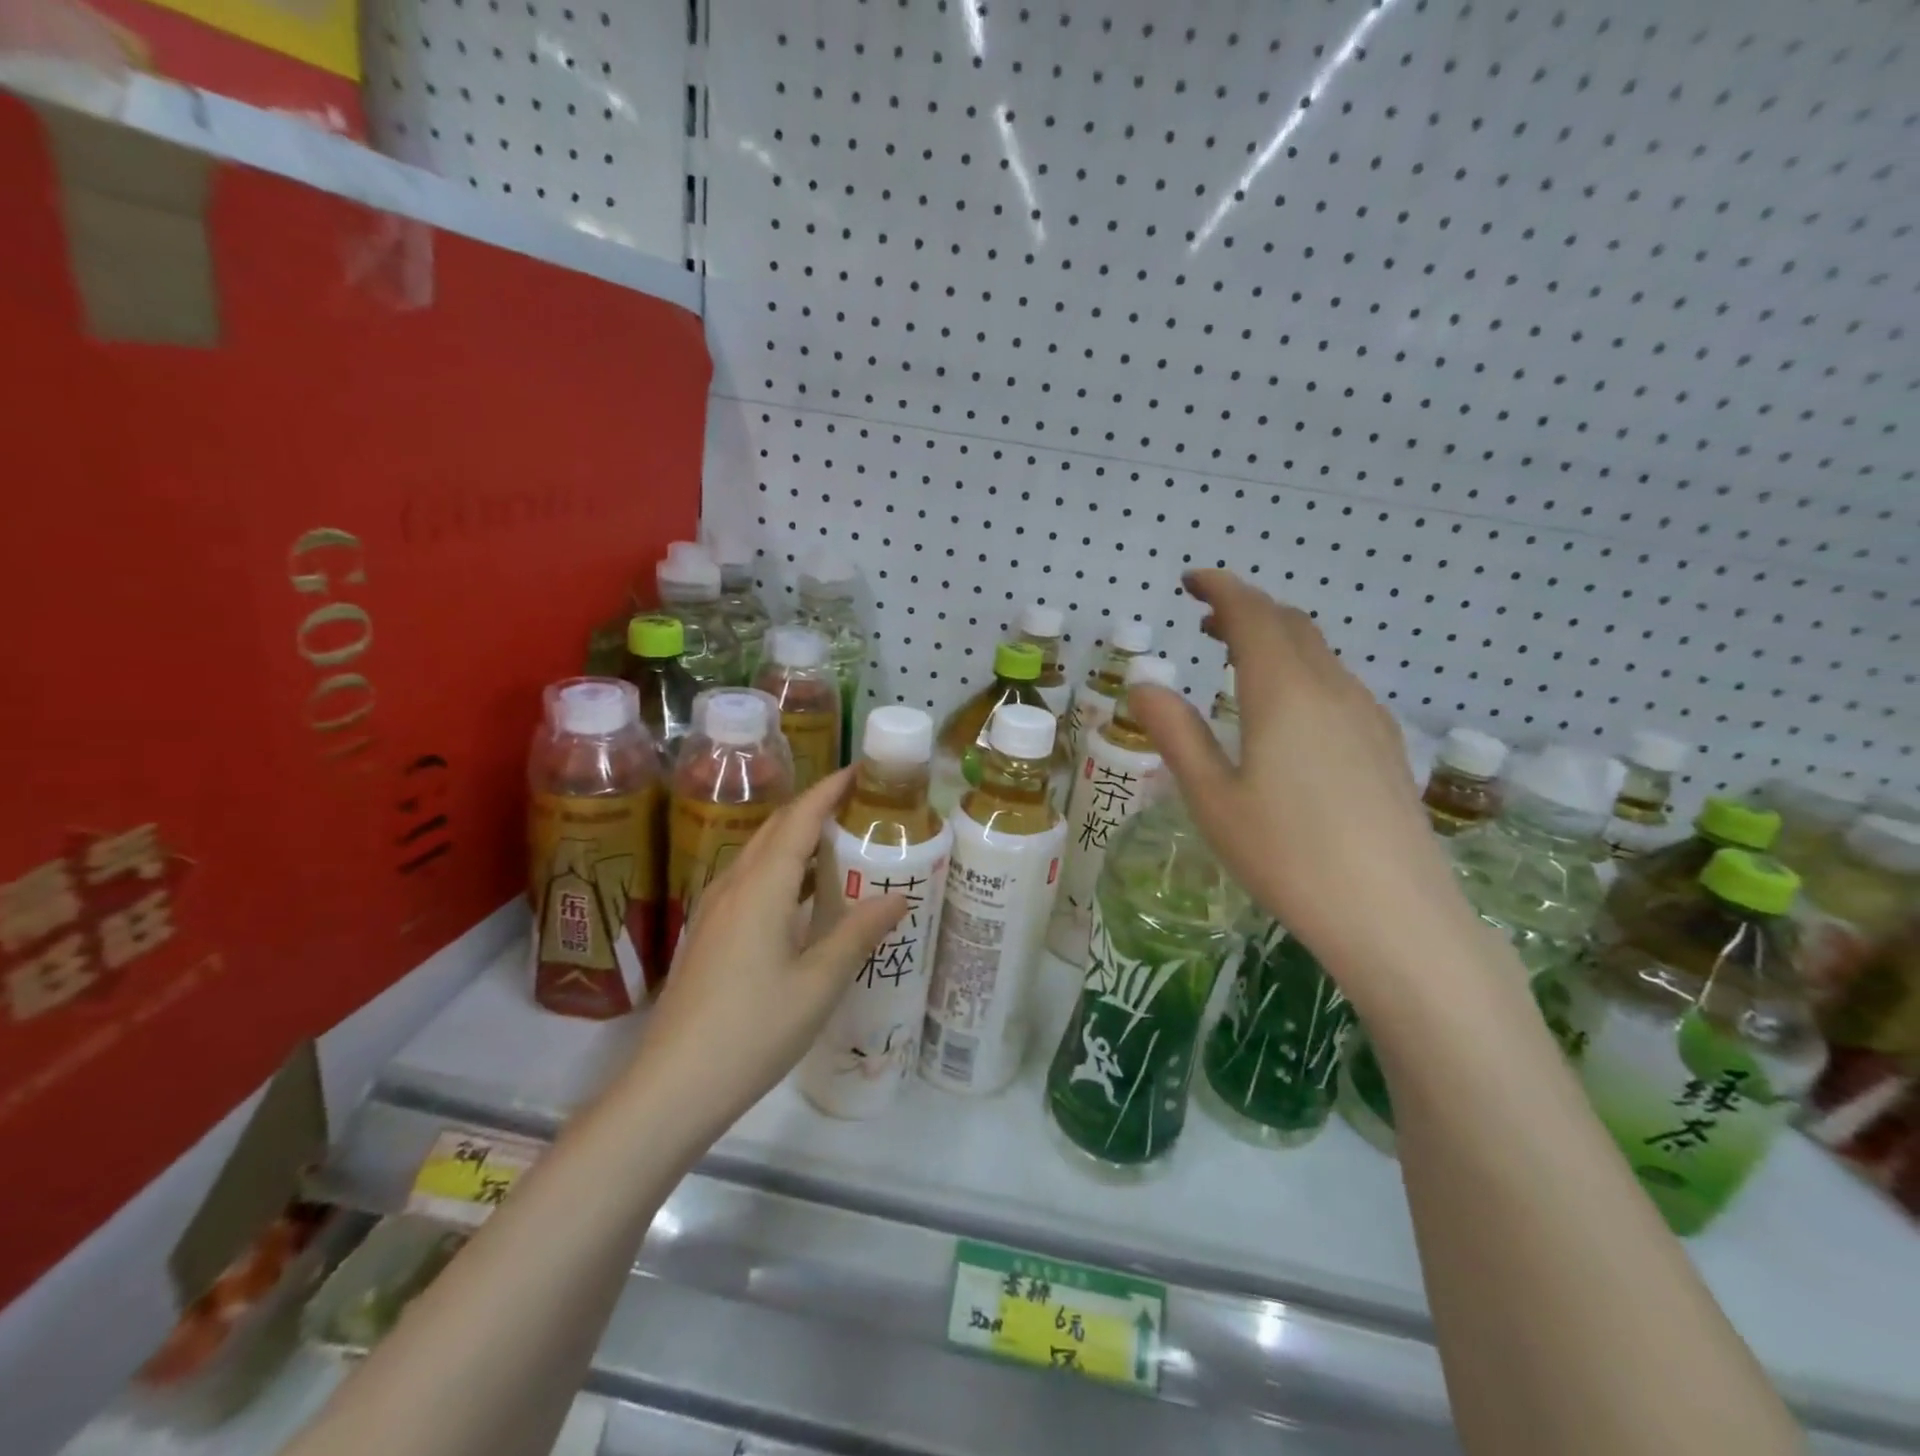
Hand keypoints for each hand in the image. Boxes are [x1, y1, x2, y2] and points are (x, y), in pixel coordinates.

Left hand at [632, 768, 908, 1139]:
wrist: (671, 1088)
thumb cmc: (753, 1031)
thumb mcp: (818, 984)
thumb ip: (858, 933)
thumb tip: (898, 896)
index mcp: (761, 887)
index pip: (799, 819)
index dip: (830, 790)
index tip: (862, 771)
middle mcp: (733, 885)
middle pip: (776, 828)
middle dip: (815, 806)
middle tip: (859, 804)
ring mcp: (714, 910)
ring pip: (760, 854)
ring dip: (797, 836)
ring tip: (838, 841)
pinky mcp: (708, 934)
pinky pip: (750, 880)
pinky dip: (781, 868)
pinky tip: (800, 895)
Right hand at [1128, 570, 1470, 1001]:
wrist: (1395, 917)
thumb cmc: (1287, 856)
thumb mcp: (1213, 798)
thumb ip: (1176, 734)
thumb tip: (1143, 684)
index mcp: (1284, 692)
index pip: (1252, 614)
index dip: (1221, 589)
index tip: (1190, 581)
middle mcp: (1331, 689)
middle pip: (1290, 625)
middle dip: (1247, 609)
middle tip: (1206, 618)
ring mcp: (1367, 716)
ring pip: (1319, 653)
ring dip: (1276, 638)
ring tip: (1239, 656)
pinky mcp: (1385, 746)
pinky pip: (1338, 683)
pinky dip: (1302, 669)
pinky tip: (1287, 709)